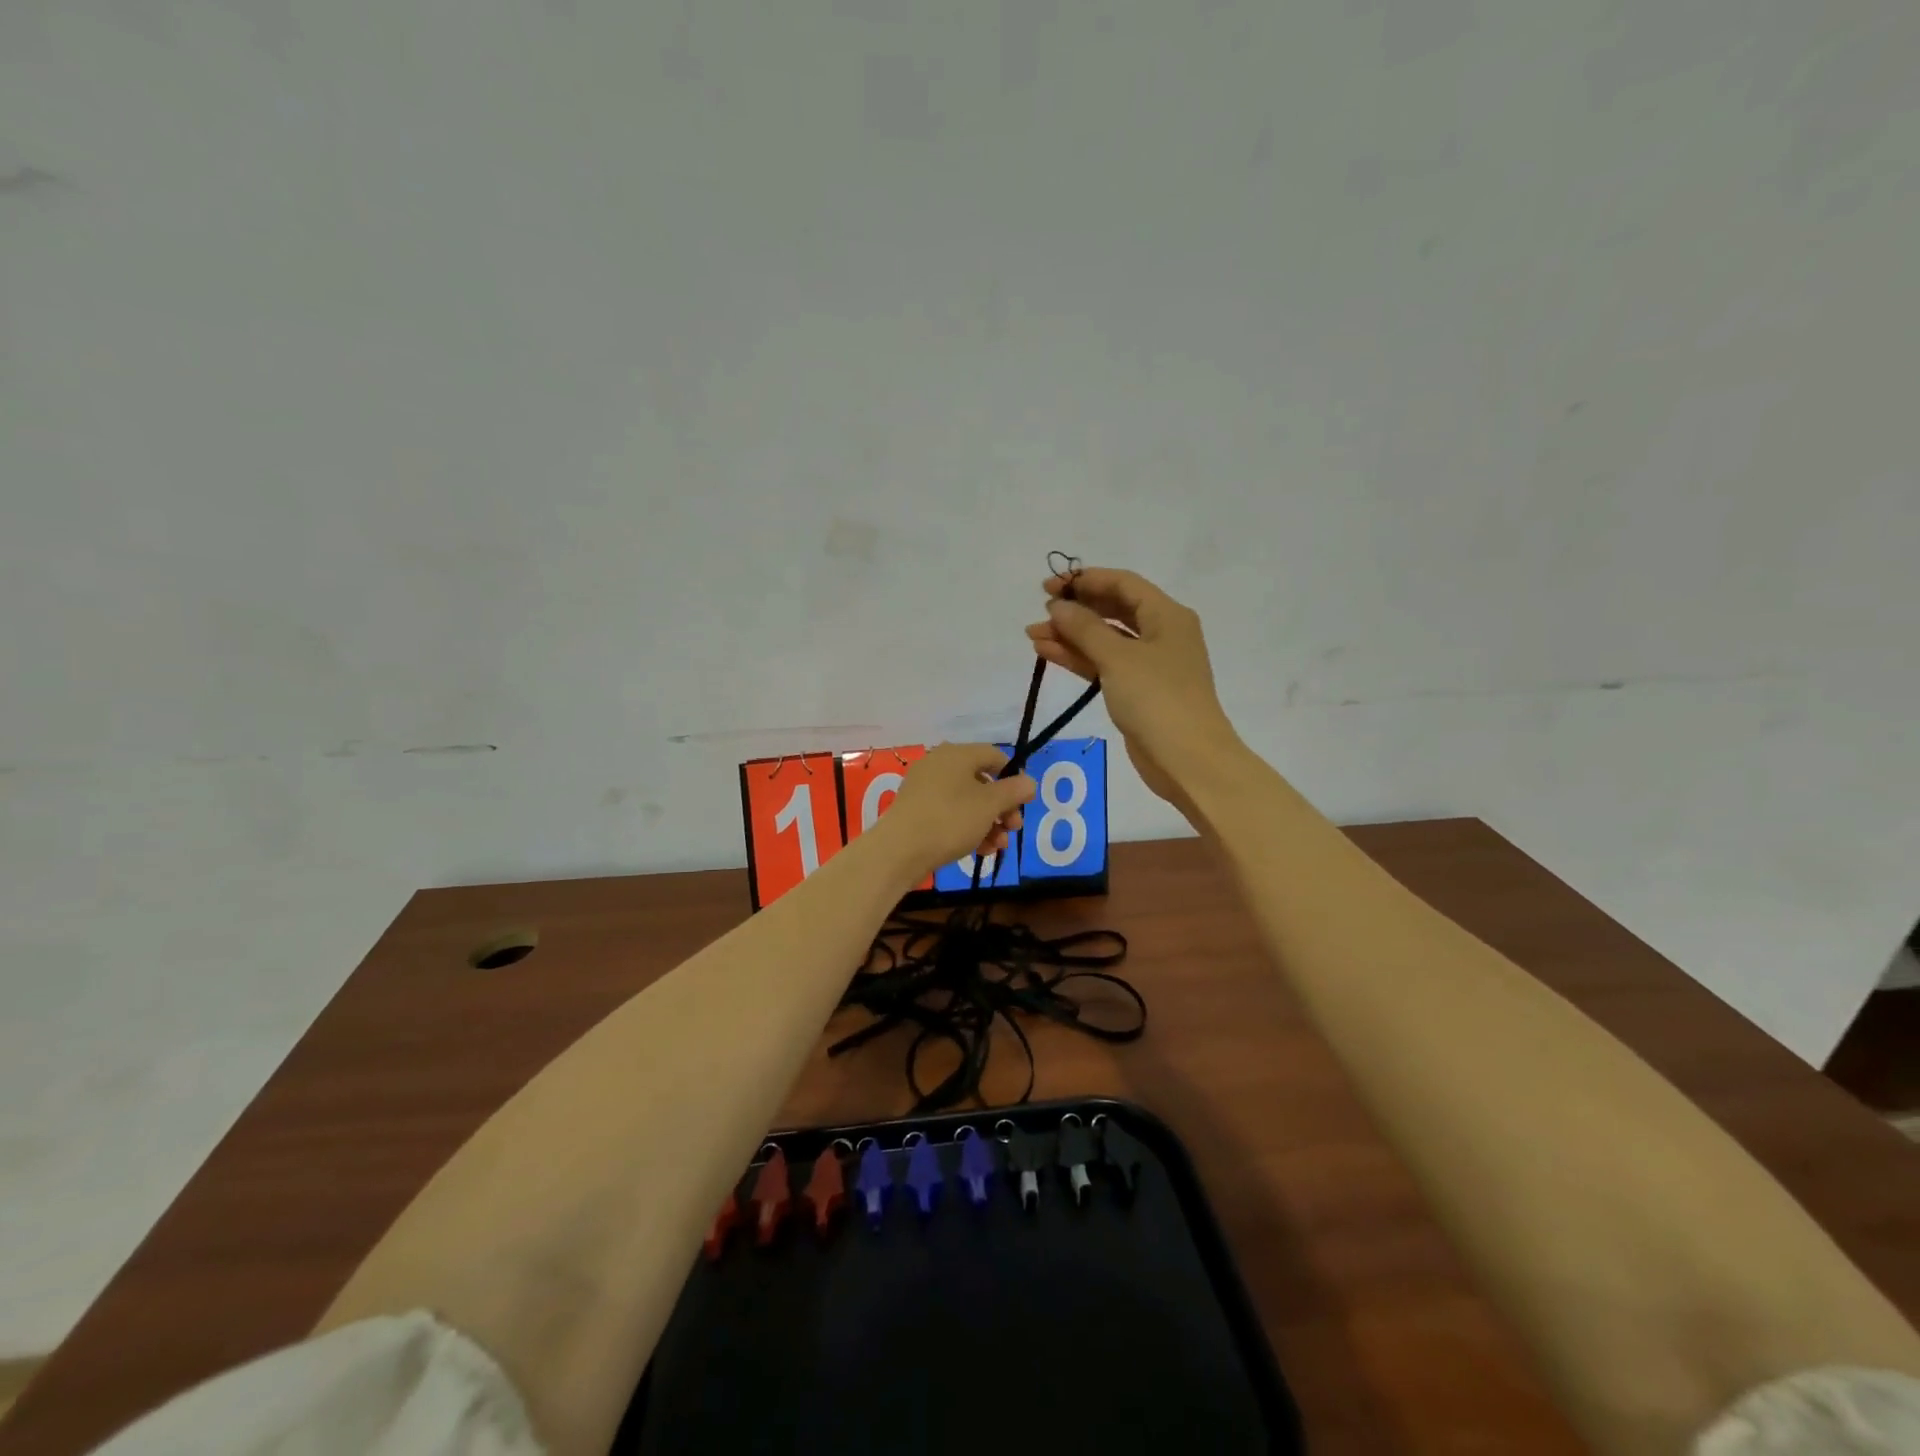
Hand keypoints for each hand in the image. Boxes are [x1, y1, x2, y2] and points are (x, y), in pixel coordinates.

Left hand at [870, 743, 1036, 883]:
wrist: (899, 850)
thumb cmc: (950, 819)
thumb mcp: (989, 805)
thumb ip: (1013, 791)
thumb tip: (1029, 782)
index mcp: (957, 754)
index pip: (995, 756)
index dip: (1014, 777)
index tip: (1024, 803)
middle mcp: (939, 764)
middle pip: (982, 781)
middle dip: (1002, 807)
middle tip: (1013, 829)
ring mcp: (925, 788)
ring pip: (967, 801)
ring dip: (988, 822)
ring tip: (997, 846)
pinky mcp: (916, 810)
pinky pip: (949, 813)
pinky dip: (967, 828)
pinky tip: (979, 851)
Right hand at [1024, 567, 1239, 810]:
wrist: (1187, 760)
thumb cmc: (1157, 699)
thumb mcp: (1118, 658)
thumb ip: (1084, 628)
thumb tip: (1058, 606)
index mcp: (1167, 616)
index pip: (1123, 584)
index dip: (1086, 580)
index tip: (1050, 586)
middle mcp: (1160, 634)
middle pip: (1113, 610)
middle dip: (1075, 610)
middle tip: (1040, 611)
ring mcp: (1148, 665)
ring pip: (1104, 640)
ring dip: (1070, 636)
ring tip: (1033, 635)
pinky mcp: (1136, 691)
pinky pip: (1103, 665)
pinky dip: (1078, 658)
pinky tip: (1047, 653)